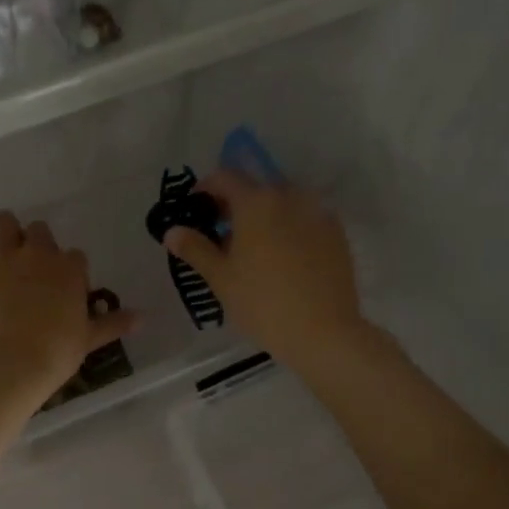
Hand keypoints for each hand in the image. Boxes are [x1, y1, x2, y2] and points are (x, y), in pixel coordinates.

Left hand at [0, 211, 136, 401]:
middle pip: (39, 230)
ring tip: (4, 253)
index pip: (75, 256)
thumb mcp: (89, 338)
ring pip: (5, 222)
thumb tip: (143, 317)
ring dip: (6, 233)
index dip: (69, 270)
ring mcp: (4, 254)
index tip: (64, 288)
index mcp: (70, 268)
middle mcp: (39, 252)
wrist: (12, 359)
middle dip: (37, 244)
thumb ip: (114, 323)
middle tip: (32, 269)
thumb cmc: (57, 350)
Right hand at [162, 171, 365, 372]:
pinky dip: (289, 228)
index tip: (196, 209)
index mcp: (256, 202)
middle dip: (236, 204)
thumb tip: (172, 231)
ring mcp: (317, 213)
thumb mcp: (221, 278)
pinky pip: (304, 219)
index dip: (205, 188)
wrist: (324, 331)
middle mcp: (289, 197)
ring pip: (282, 203)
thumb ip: (195, 249)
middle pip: (256, 187)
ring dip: (264, 215)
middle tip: (222, 233)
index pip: (225, 177)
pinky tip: (283, 258)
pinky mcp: (336, 233)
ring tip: (254, 248)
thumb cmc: (262, 303)